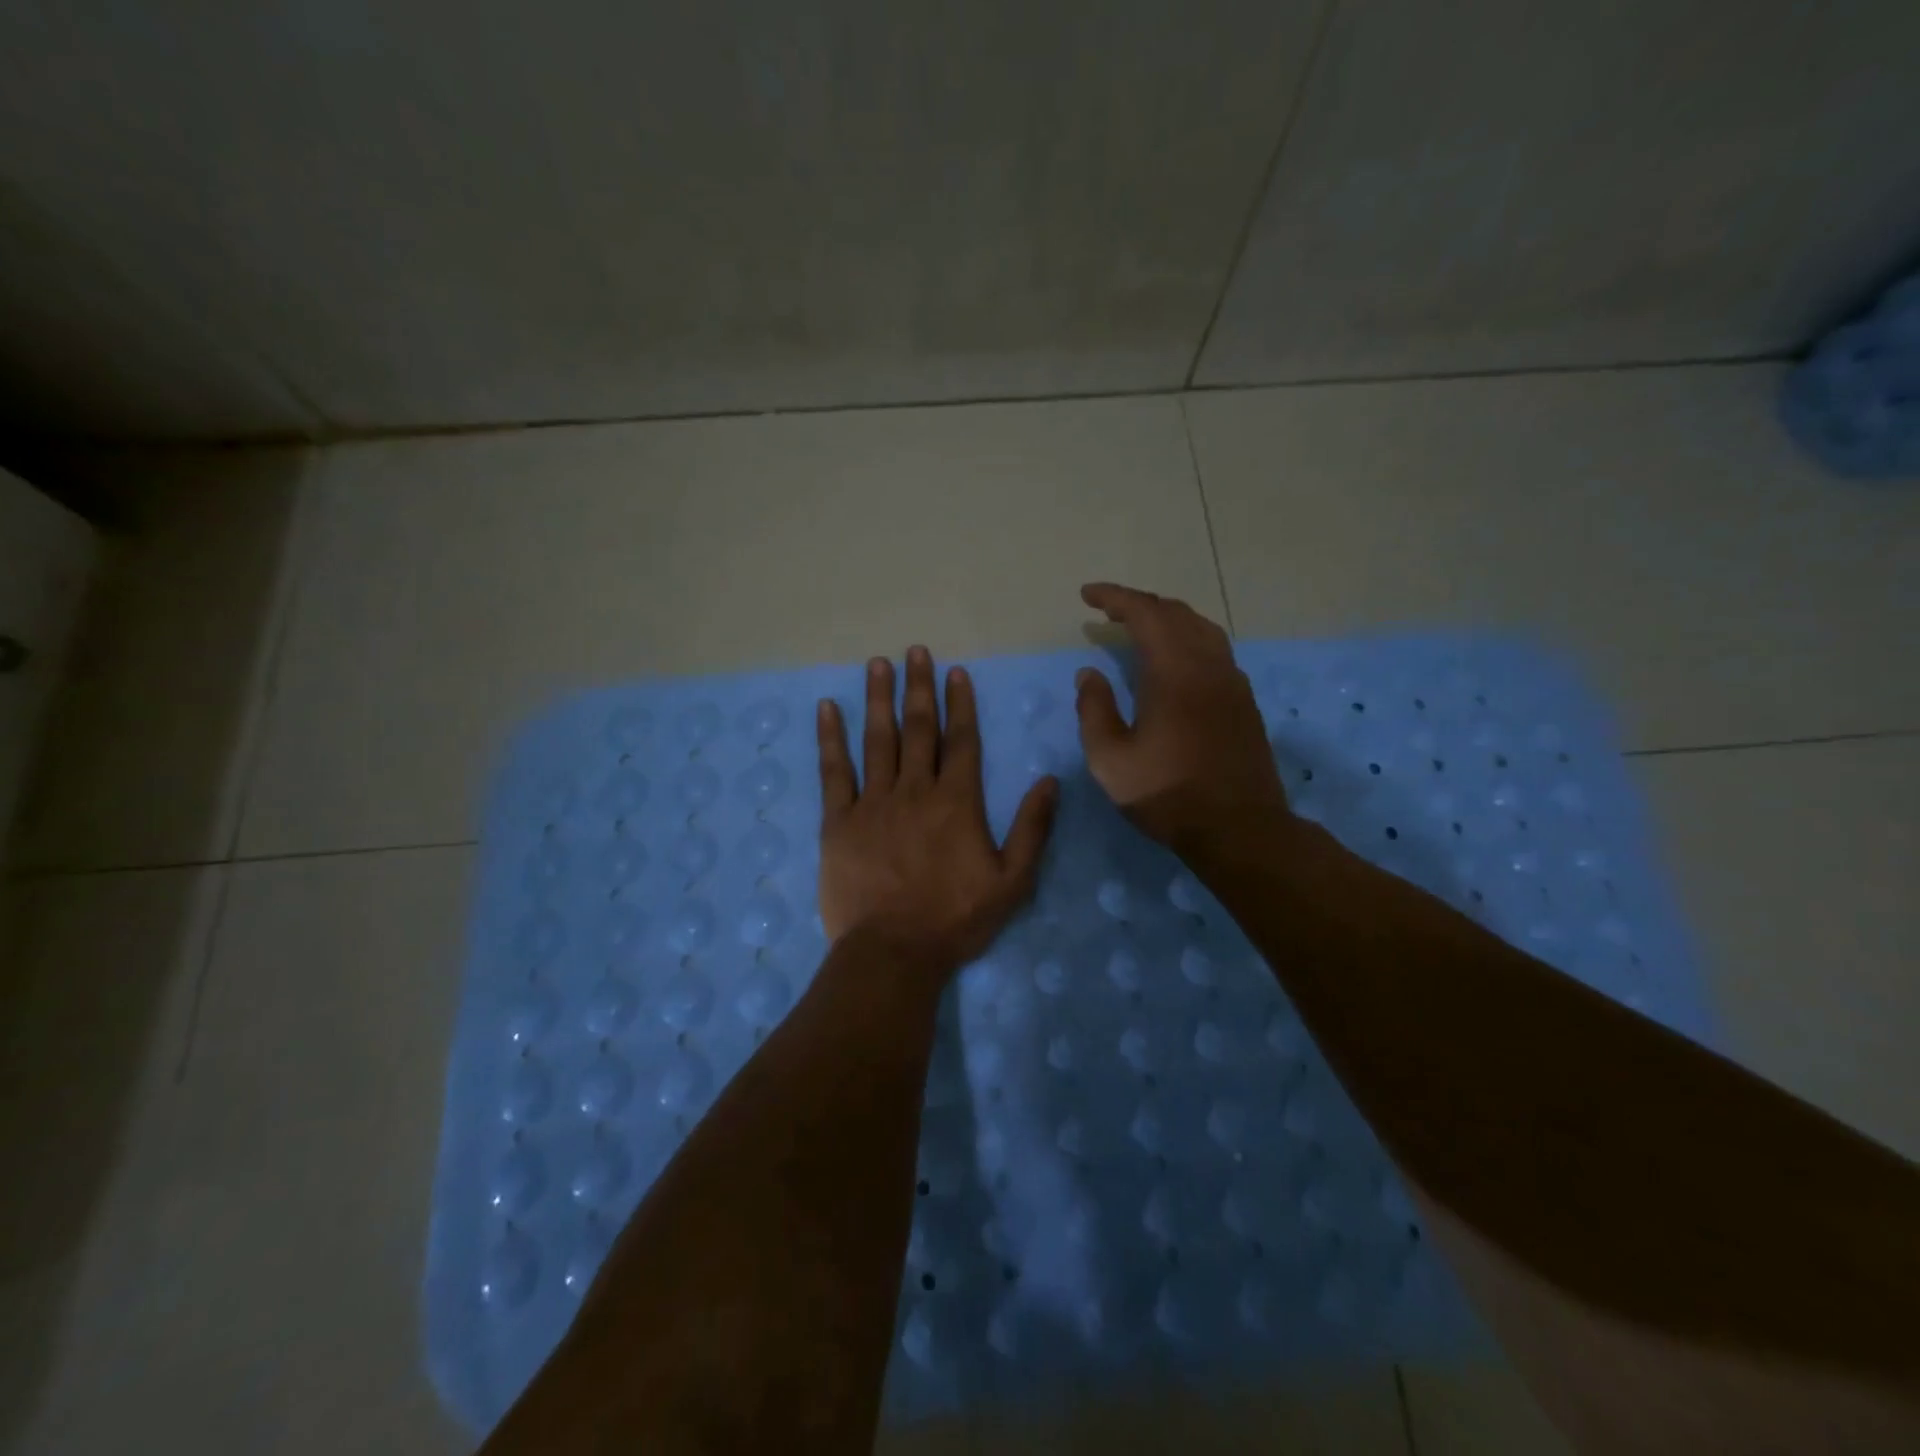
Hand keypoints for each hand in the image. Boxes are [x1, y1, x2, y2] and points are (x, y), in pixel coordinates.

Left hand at [817, 647, 1057, 975]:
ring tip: (877, 664)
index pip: (961, 741)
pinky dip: (830, 738)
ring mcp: (872, 802)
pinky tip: (826, 709)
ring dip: (878, 699)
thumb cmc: (955, 919)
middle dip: (918, 687)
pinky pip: (833, 771)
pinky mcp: (838, 821)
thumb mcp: (1013, 881)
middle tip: (915, 652)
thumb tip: (1049, 780)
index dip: (959, 704)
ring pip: (877, 740)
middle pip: (918, 729)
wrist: (893, 952)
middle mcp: (915, 790)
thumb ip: (1033, 828)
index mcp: (957, 802)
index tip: (955, 672)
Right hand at [1074, 583, 1289, 856]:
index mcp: (1174, 671)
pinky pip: (1215, 649)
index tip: (1087, 595)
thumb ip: (1094, 710)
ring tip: (1140, 628)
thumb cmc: (1167, 794)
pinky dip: (1188, 639)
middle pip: (1175, 613)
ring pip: (1201, 628)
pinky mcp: (1243, 701)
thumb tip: (1089, 673)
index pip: (1144, 614)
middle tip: (1108, 612)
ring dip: (1167, 619)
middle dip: (1139, 604)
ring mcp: (1232, 681)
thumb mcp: (1110, 759)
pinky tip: (1175, 660)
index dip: (1114, 598)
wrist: (1239, 828)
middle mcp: (1208, 665)